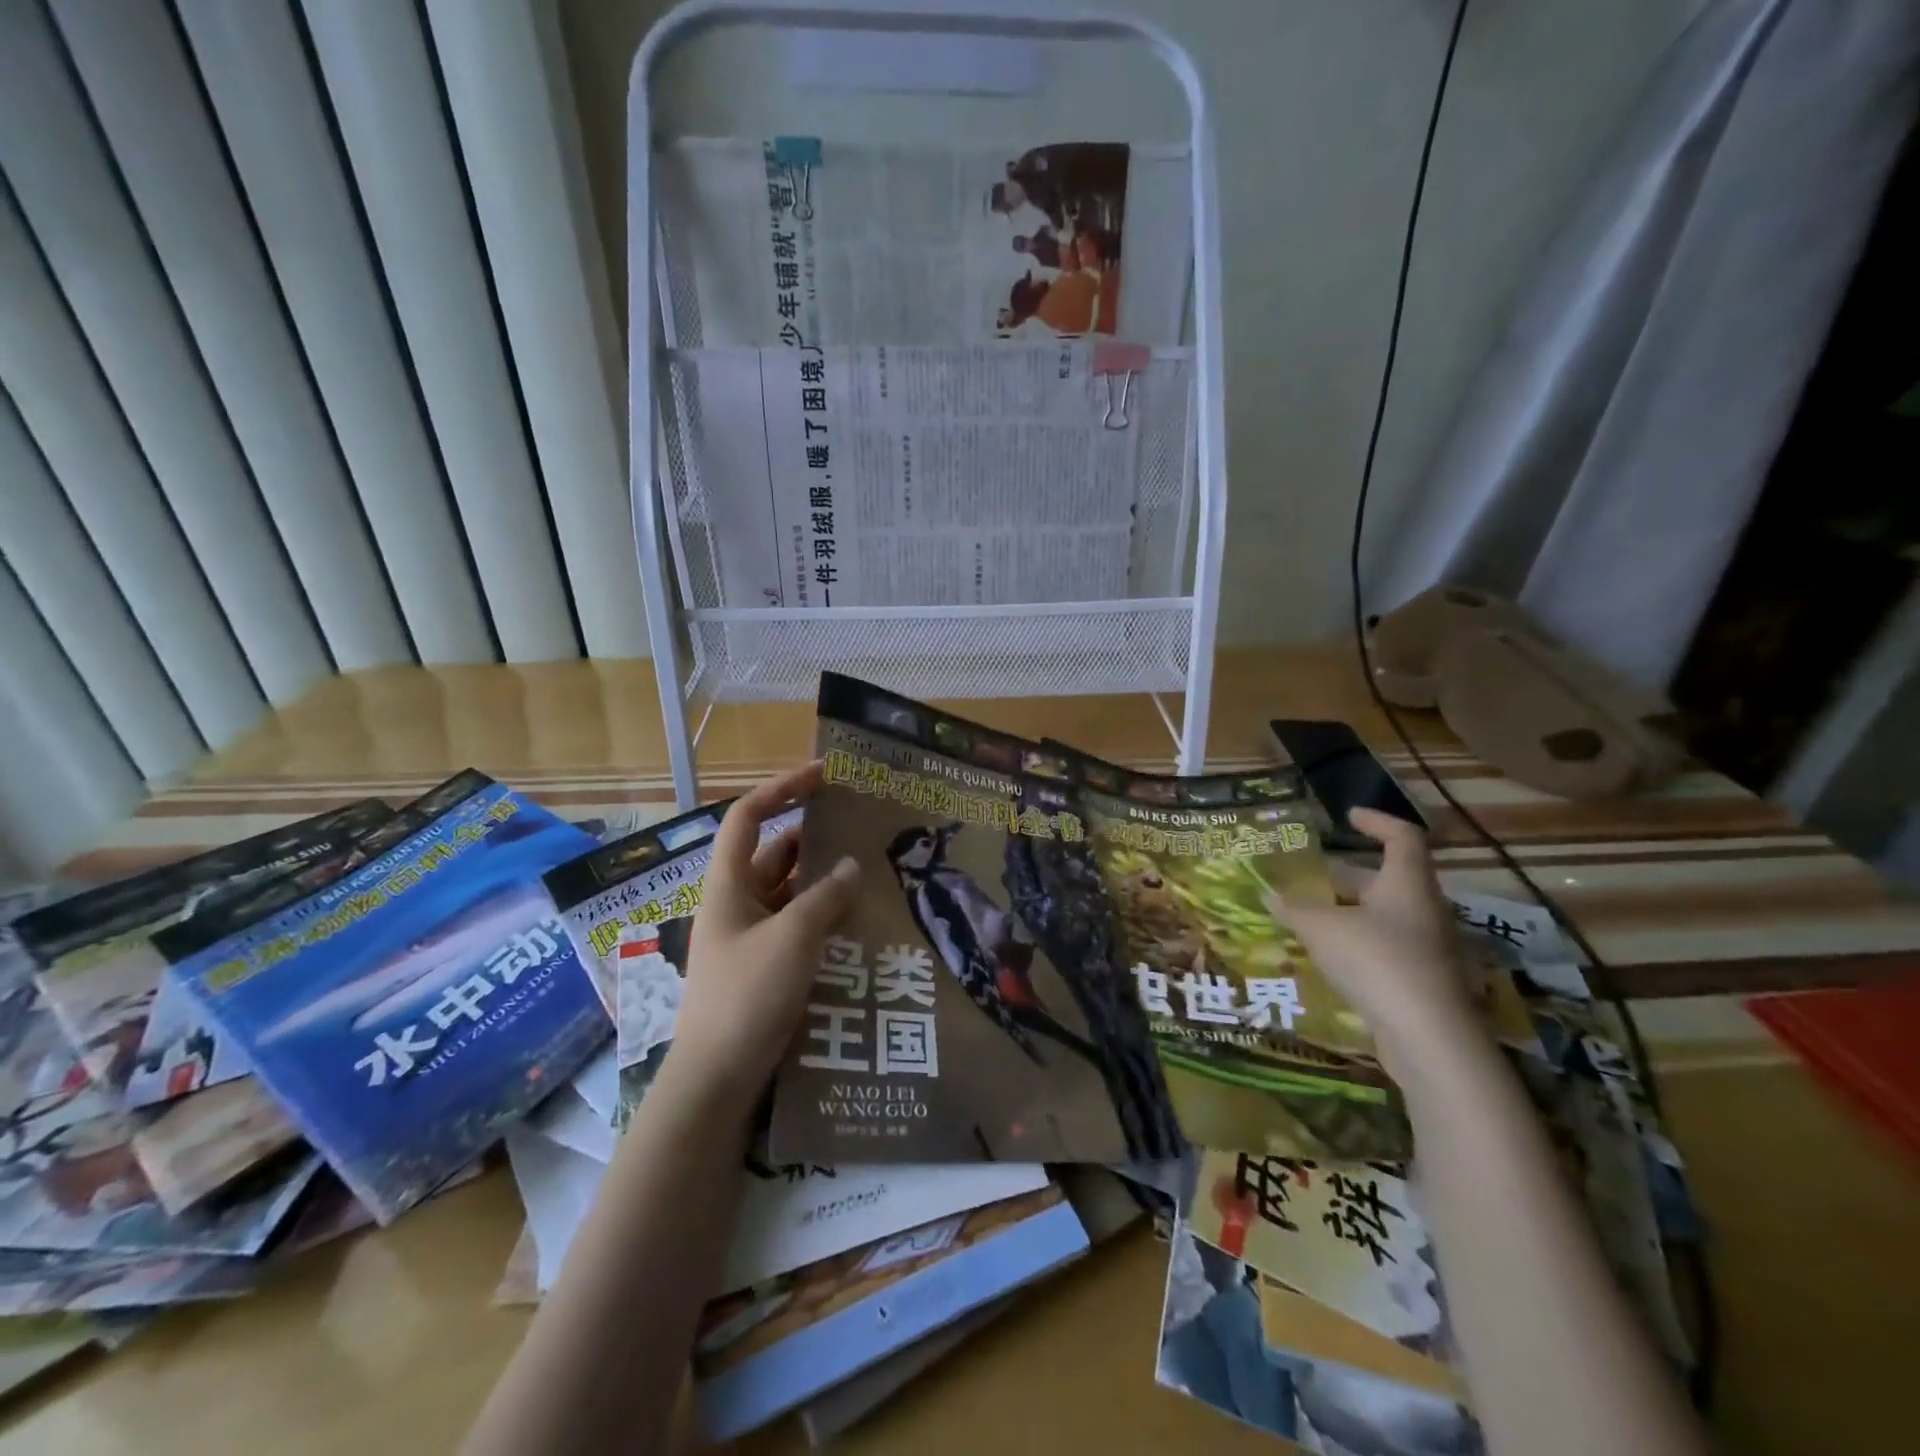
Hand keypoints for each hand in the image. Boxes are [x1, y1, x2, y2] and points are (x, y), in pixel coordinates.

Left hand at [661, 762, 858, 1125]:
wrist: (717, 1081)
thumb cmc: (747, 996)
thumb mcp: (792, 938)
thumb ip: (825, 897)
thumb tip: (852, 866)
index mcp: (729, 884)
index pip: (749, 817)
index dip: (781, 787)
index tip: (823, 774)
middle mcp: (736, 903)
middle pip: (776, 853)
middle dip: (816, 839)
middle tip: (864, 831)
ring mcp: (750, 936)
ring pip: (791, 893)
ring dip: (825, 883)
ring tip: (873, 874)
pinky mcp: (764, 967)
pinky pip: (797, 927)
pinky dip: (824, 918)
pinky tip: (859, 923)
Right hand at [1273, 808, 1484, 1081]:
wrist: (1427, 1036)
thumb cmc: (1376, 960)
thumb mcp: (1321, 928)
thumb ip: (1294, 908)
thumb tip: (1268, 894)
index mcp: (1407, 883)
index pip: (1402, 837)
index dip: (1377, 821)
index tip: (1348, 817)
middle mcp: (1424, 909)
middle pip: (1387, 880)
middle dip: (1347, 877)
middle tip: (1310, 877)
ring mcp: (1429, 947)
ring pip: (1385, 916)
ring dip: (1349, 912)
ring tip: (1309, 917)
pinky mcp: (1424, 980)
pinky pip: (1387, 948)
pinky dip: (1357, 944)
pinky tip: (1327, 957)